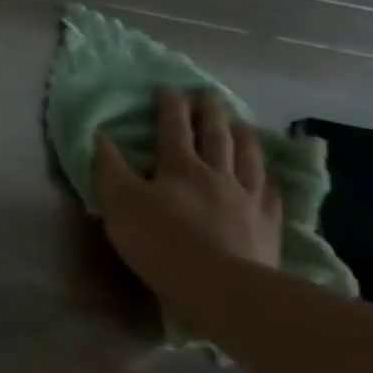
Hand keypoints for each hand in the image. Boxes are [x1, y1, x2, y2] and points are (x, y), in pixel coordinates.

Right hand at [93, 87, 281, 298]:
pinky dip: (269, 178)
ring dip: (243, 137)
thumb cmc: (158, 241)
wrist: (218, 284)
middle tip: (209, 94)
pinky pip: (271, 193)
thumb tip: (101, 136)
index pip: (173, 129)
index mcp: (179, 168)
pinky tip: (270, 175)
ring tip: (242, 123)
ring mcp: (247, 198)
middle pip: (215, 137)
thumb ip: (109, 169)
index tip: (167, 88)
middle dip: (210, 113)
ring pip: (248, 158)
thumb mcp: (119, 203)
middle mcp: (217, 175)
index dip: (169, 107)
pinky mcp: (266, 224)